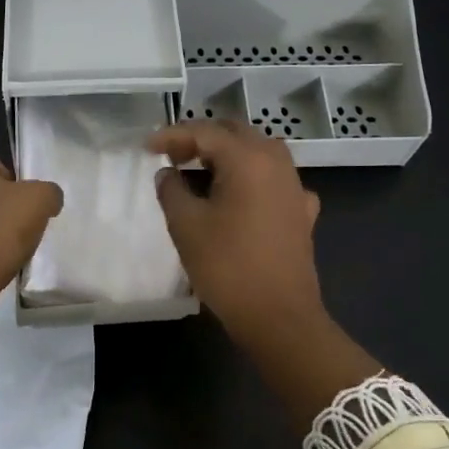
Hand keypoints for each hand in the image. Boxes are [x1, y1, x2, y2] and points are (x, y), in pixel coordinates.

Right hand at [149, 120, 380, 421]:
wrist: (279, 317)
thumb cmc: (227, 267)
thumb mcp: (186, 225)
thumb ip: (171, 190)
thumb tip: (168, 173)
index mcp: (248, 159)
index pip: (205, 132)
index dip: (172, 135)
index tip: (146, 147)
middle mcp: (276, 163)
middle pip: (235, 134)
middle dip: (201, 139)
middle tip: (171, 156)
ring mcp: (295, 186)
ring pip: (258, 153)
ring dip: (227, 155)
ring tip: (199, 171)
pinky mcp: (302, 212)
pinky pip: (274, 180)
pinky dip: (251, 179)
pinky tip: (240, 197)